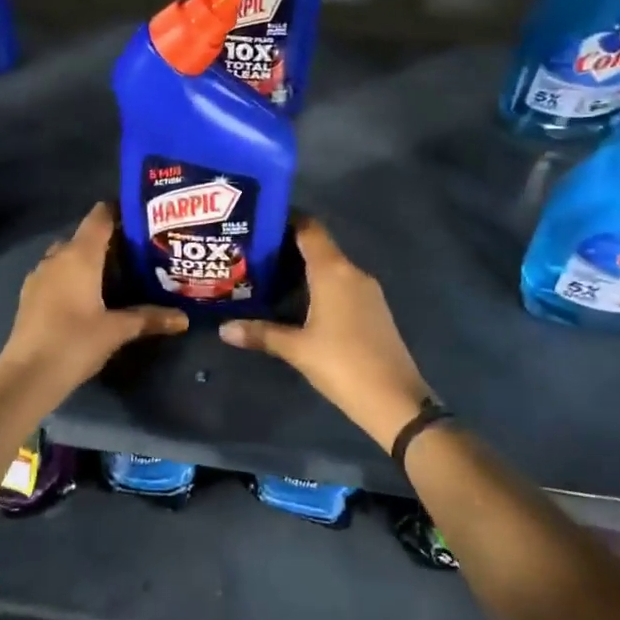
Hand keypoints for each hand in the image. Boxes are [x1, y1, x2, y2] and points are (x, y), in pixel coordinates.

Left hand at [0, 202, 187, 407]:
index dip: (120, 211)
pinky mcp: (30, 295)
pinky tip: (90, 297)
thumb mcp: (117, 330)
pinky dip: (74, 277)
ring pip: (69, 256)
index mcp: (79, 254)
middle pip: (86, 236)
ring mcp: (40, 275)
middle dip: (110, 241)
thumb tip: (183, 318)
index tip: (144, 219)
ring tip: (118, 275)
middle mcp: (57, 256)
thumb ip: (150, 318)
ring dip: (90, 261)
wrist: (26, 376)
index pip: (100, 215)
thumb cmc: (75, 342)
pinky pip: (57, 274)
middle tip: (139, 253)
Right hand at [220, 219, 428, 450]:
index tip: (259, 221)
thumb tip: (224, 329)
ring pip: (331, 267)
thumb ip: (260, 333)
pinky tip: (299, 301)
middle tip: (254, 252)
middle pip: (319, 246)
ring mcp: (367, 291)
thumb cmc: (342, 364)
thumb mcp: (296, 349)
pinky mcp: (374, 309)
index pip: (309, 228)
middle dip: (288, 246)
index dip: (286, 219)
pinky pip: (342, 285)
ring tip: (270, 275)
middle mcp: (352, 272)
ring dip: (304, 267)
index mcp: (333, 271)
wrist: (395, 400)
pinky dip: (320, 284)